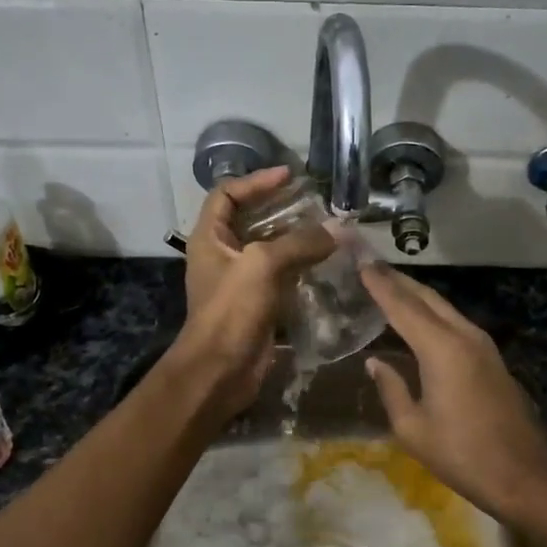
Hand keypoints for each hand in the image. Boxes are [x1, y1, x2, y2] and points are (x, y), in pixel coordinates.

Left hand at [164, 167, 335, 414]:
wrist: (220, 370)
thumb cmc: (231, 310)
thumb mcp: (262, 265)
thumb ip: (299, 243)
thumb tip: (336, 230)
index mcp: (210, 237)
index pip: (227, 194)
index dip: (256, 181)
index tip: (289, 176)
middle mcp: (222, 255)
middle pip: (251, 220)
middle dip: (282, 209)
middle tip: (316, 204)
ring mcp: (239, 281)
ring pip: (269, 250)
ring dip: (297, 240)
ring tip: (329, 231)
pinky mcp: (257, 304)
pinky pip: (281, 277)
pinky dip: (301, 268)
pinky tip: (327, 265)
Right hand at [360, 263, 546, 521]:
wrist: (523, 476)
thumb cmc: (462, 454)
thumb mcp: (412, 428)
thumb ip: (391, 389)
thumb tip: (376, 363)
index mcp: (441, 349)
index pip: (402, 305)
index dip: (378, 283)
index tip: (358, 261)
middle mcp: (464, 336)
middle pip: (426, 296)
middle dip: (397, 279)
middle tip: (369, 265)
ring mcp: (483, 345)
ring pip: (443, 307)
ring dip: (415, 294)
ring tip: (387, 286)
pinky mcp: (491, 358)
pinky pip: (454, 322)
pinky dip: (431, 313)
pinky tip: (416, 320)